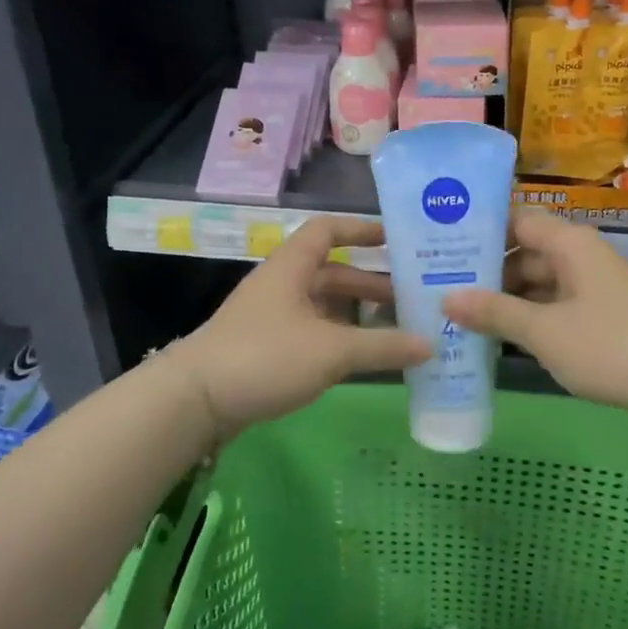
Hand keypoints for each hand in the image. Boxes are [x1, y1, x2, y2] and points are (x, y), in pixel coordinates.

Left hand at [177, 217, 430, 445]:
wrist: (196, 400)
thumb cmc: (265, 356)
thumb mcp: (331, 350)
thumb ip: (383, 346)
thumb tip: (431, 344)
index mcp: (292, 267)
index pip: (328, 230)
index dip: (361, 229)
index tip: (397, 239)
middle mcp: (282, 285)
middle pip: (333, 273)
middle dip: (372, 283)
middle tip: (414, 298)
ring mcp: (273, 318)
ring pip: (325, 307)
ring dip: (359, 316)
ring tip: (400, 331)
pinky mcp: (268, 348)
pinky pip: (314, 334)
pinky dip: (341, 340)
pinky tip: (366, 359)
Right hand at [444, 211, 627, 413]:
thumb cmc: (610, 346)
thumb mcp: (543, 330)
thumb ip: (494, 312)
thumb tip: (446, 298)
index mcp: (569, 245)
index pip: (517, 221)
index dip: (481, 231)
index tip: (442, 246)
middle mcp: (580, 259)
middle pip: (524, 255)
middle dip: (486, 274)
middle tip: (440, 289)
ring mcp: (592, 290)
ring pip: (538, 286)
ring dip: (505, 302)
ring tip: (458, 317)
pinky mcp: (601, 320)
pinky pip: (554, 310)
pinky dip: (528, 321)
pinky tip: (498, 340)